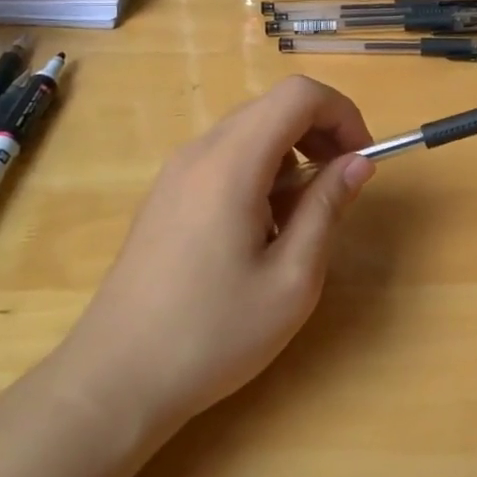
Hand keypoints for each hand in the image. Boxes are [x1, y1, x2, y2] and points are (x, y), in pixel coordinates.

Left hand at [57, 76, 375, 425]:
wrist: (114, 380)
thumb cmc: (212, 334)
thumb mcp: (291, 279)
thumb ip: (327, 208)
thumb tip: (359, 162)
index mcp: (232, 163)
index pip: (299, 95)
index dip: (342, 113)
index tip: (363, 159)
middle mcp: (200, 152)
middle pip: (274, 107)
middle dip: (321, 132)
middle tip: (343, 184)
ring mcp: (177, 172)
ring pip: (251, 131)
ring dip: (292, 154)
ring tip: (302, 215)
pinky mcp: (167, 195)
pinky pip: (225, 158)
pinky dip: (261, 171)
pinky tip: (262, 228)